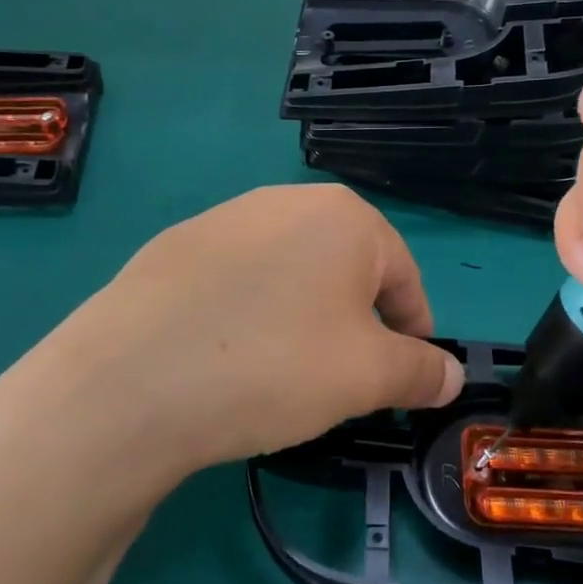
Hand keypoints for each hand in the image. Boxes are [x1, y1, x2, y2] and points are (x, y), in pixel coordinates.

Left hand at [0, 185, 463, 491]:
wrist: (132, 381)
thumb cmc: (274, 364)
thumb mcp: (367, 376)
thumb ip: (419, 371)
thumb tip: (450, 377)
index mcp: (343, 216)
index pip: (402, 274)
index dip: (413, 328)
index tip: (406, 373)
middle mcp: (283, 202)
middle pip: (344, 268)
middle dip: (356, 323)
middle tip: (346, 378)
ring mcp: (221, 220)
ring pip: (289, 274)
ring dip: (303, 317)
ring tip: (285, 371)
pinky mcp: (173, 249)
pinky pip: (236, 282)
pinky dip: (250, 315)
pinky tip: (228, 358)